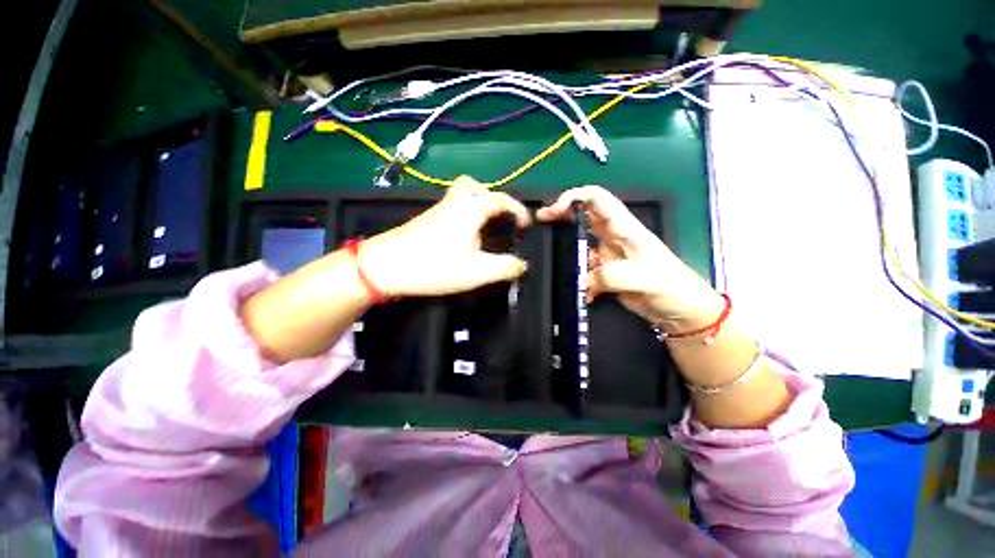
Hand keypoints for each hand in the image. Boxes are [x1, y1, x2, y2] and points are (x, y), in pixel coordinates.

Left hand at [361, 176, 529, 297]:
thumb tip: (522, 264)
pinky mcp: (427, 221)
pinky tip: (464, 239)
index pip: (501, 199)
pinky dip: (464, 216)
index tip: (525, 226)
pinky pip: (452, 209)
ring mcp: (438, 210)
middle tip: (498, 220)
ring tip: (484, 230)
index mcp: (471, 209)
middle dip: (492, 199)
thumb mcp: (478, 272)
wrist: (385, 267)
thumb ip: (505, 267)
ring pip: (461, 196)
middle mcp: (455, 203)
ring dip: (477, 206)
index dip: (518, 210)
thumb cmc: (436, 266)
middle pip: (475, 186)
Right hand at [537, 186, 722, 330]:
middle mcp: (613, 237)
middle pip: (584, 215)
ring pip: (580, 243)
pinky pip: (584, 270)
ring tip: (551, 259)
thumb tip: (583, 278)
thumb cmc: (672, 288)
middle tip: (541, 220)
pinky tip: (577, 290)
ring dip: (566, 249)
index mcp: (625, 228)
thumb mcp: (644, 279)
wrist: (681, 312)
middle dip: (561, 214)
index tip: (555, 210)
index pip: (598, 199)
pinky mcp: (605, 273)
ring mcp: (608, 255)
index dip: (575, 197)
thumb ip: (611, 275)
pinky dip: (577, 278)